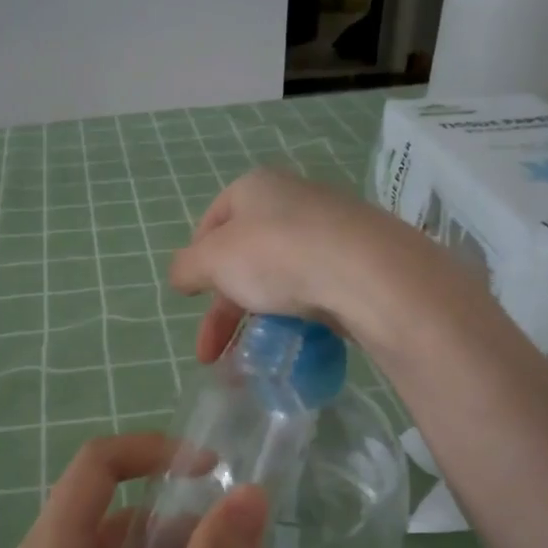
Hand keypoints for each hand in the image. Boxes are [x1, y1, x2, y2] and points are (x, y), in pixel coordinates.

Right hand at [167, 168, 446, 361]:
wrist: (367, 273)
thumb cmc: (276, 254)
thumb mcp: (213, 260)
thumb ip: (186, 267)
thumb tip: (180, 276)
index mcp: (255, 188)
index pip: (213, 220)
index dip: (197, 260)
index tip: (191, 297)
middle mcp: (293, 200)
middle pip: (245, 256)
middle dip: (223, 308)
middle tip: (211, 350)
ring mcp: (330, 230)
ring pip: (279, 276)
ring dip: (256, 318)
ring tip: (248, 360)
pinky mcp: (357, 262)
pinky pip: (314, 289)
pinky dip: (295, 316)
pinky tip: (291, 340)